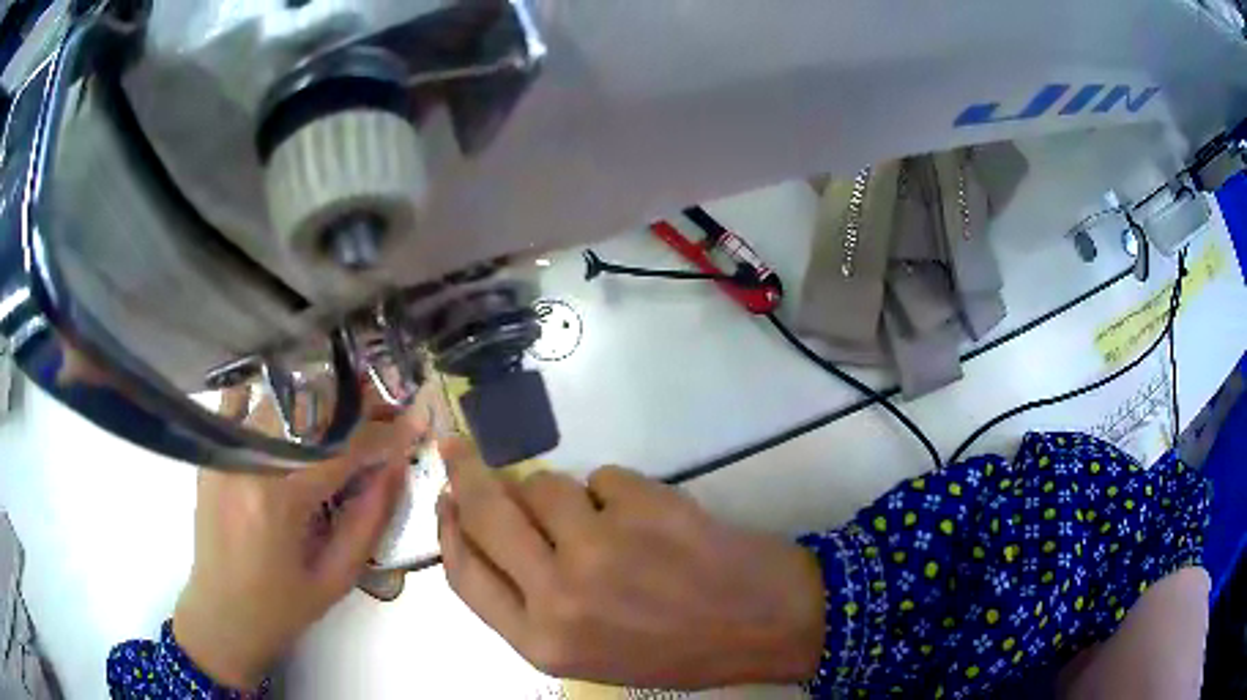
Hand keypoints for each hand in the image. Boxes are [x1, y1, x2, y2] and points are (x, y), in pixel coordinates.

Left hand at [172, 401, 415, 689]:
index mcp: (278, 499)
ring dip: (319, 400)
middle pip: (308, 409)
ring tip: (347, 411)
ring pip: (279, 400)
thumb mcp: (336, 577)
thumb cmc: (282, 607)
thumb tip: (396, 468)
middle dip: (355, 403)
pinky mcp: (212, 453)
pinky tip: (293, 408)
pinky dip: (273, 399)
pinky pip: (244, 406)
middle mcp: (246, 460)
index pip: (342, 448)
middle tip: (385, 407)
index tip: (416, 418)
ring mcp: (223, 451)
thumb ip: (368, 520)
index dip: (385, 432)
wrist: (220, 616)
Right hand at [436, 437, 824, 688]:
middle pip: (486, 513)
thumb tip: (487, 530)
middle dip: (466, 474)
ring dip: (561, 493)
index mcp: (541, 642)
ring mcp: (600, 546)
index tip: (444, 498)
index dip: (447, 530)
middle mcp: (558, 596)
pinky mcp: (642, 506)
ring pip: (544, 485)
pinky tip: (649, 520)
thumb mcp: (586, 650)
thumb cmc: (673, 647)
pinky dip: (615, 493)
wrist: (762, 623)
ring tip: (603, 520)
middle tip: (458, 448)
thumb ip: (529, 600)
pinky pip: (602, 477)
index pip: (464, 574)